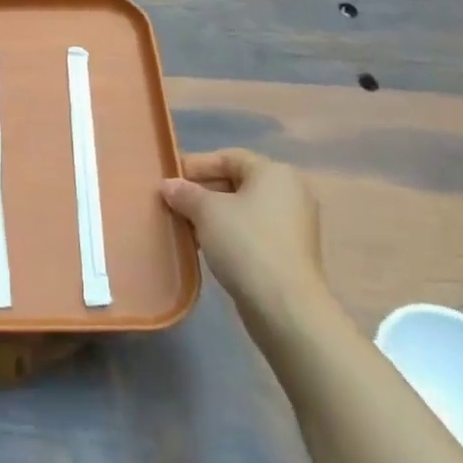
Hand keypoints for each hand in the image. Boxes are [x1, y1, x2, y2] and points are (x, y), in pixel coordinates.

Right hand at [160, 149, 325, 314]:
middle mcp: (290, 192)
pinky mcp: (291, 251)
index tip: (170, 178)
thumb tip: (169, 185)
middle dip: (202, 190)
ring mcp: (293, 224)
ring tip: (184, 224)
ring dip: (213, 214)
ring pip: (243, 209)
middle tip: (173, 201)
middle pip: (237, 182)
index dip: (196, 165)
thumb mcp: (207, 211)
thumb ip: (185, 193)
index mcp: (274, 172)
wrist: (285, 305)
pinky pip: (253, 230)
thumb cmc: (245, 243)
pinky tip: (205, 245)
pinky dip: (229, 232)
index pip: (228, 157)